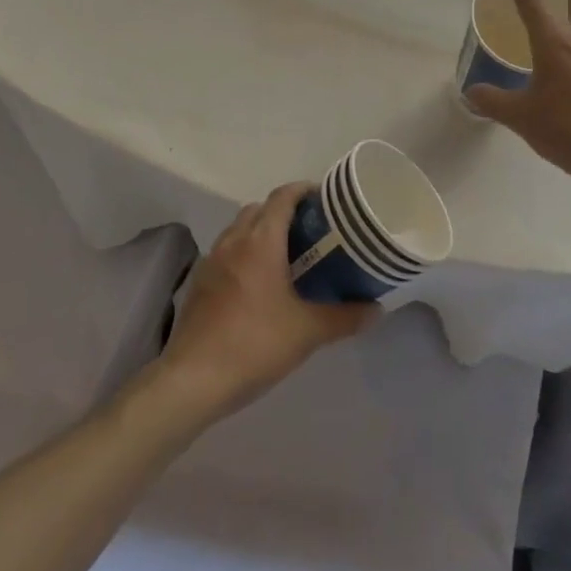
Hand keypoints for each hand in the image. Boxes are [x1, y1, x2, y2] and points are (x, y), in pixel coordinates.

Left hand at [157, 183, 378, 420]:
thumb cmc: (255, 344)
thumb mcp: (308, 332)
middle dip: (283, 211)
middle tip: (310, 231)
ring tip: (285, 256)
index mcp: (261, 241)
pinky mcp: (199, 282)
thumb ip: (345, 317)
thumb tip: (377, 309)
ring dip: (260, 231)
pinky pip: (225, 252)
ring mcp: (211, 260)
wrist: (194, 380)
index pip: (282, 197)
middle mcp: (234, 241)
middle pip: (259, 209)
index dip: (303, 190)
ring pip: (239, 230)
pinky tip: (256, 284)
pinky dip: (243, 254)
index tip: (324, 199)